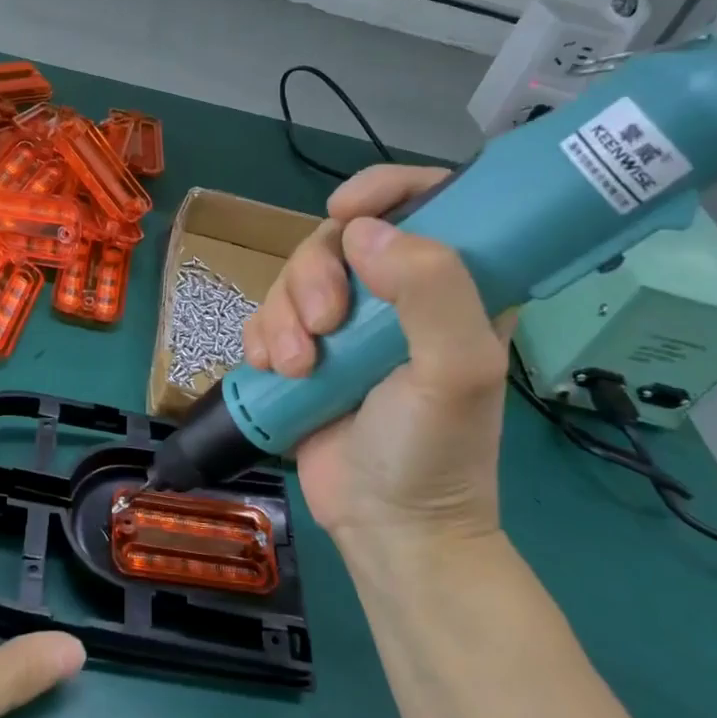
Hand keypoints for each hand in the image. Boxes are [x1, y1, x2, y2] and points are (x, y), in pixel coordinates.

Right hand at [241, 165, 513, 554]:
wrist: (385, 527)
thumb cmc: (435, 451)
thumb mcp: (456, 371)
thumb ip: (431, 290)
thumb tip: (362, 234)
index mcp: (455, 285)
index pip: (429, 201)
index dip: (385, 189)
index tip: (346, 211)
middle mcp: (398, 295)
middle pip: (339, 238)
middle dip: (315, 274)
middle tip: (323, 326)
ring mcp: (347, 326)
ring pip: (295, 276)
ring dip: (282, 315)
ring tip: (295, 368)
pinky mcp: (305, 352)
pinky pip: (266, 315)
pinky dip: (260, 337)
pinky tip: (271, 370)